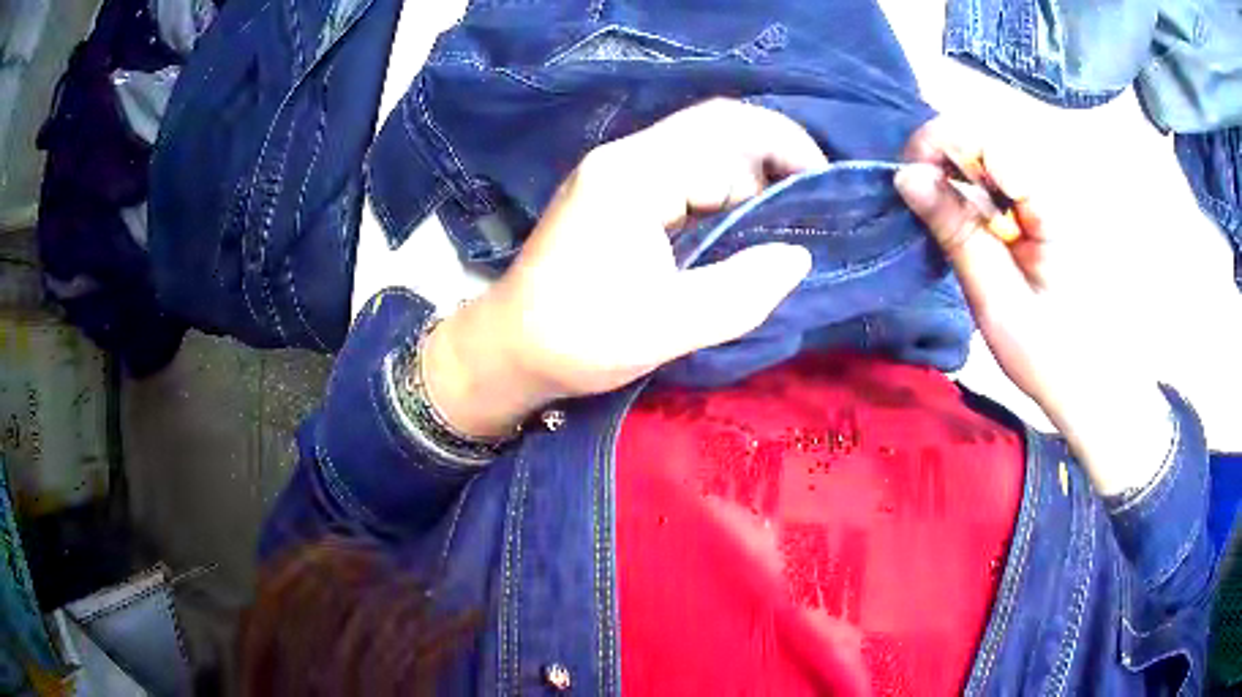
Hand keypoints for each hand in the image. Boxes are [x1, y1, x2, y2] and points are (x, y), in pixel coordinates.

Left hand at [424, 100, 825, 437]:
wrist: (509, 349)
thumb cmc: (576, 340)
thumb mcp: (666, 326)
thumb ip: (741, 291)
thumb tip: (799, 257)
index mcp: (634, 175)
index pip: (727, 133)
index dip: (787, 152)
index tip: (827, 193)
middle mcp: (626, 157)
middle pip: (718, 131)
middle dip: (775, 161)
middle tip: (814, 209)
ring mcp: (620, 173)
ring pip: (706, 153)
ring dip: (752, 182)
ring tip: (787, 225)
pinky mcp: (620, 195)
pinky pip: (687, 177)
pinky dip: (725, 198)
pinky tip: (745, 230)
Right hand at [896, 119, 1171, 495]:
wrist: (1093, 386)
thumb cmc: (1050, 355)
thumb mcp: (995, 298)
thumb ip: (956, 231)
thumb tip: (905, 175)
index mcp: (1051, 204)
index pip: (986, 141)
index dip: (940, 145)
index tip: (908, 178)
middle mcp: (1055, 186)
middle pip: (987, 141)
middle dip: (944, 159)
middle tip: (918, 196)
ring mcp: (1053, 197)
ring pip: (992, 160)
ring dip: (957, 178)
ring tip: (941, 215)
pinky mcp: (1048, 212)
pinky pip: (1003, 184)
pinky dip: (975, 196)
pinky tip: (969, 225)